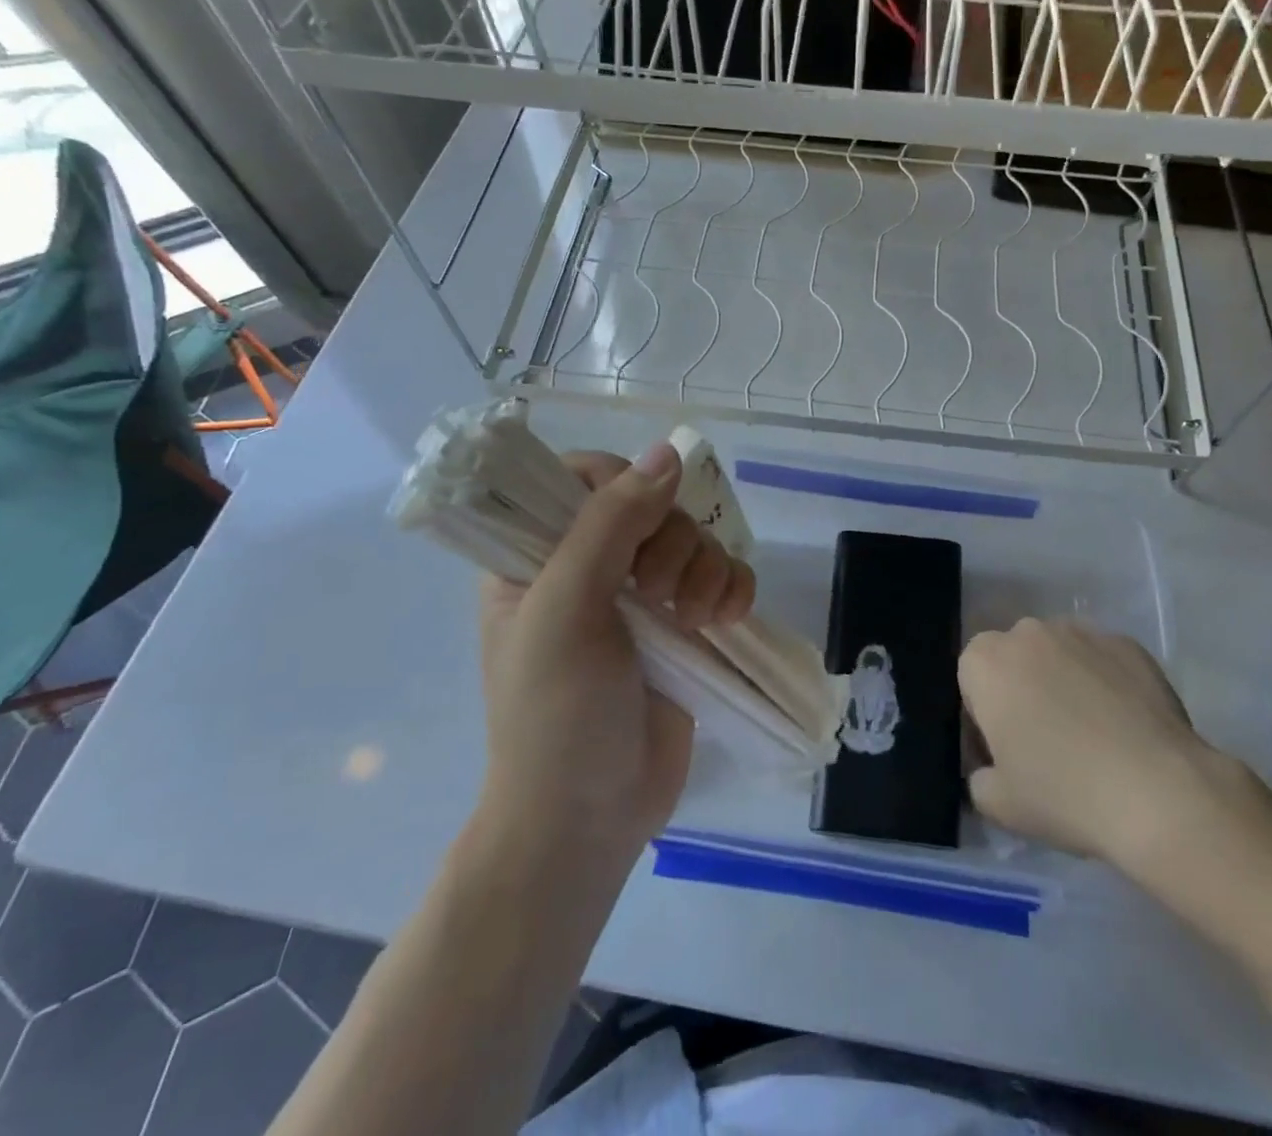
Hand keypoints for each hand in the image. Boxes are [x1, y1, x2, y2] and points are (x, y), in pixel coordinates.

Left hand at [474, 442, 754, 873]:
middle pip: (652, 505)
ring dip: (706, 569)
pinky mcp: (684, 626)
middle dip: (670, 542)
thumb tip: (667, 452)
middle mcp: (590, 566)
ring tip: (695, 618)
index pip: (581, 477)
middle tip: (654, 594)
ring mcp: (641, 597)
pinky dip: (734, 588)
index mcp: (537, 555)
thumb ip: (611, 524)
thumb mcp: (567, 608)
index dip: (619, 485)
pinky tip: (726, 618)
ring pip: (694, 539)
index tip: (637, 520)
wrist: (590, 820)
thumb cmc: (557, 714)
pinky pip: (724, 576)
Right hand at [959, 618, 1271, 906]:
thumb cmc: (1063, 793)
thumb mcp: (997, 804)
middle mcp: (1028, 632)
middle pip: (1014, 660)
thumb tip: (989, 769)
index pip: (970, 680)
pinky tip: (1124, 726)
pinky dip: (1105, 683)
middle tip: (1046, 743)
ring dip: (1062, 681)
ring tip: (1091, 733)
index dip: (983, 717)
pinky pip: (1102, 661)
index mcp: (985, 661)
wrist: (1159, 793)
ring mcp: (1081, 632)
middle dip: (1022, 691)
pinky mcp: (1128, 644)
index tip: (1005, 753)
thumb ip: (977, 778)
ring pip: (1058, 654)